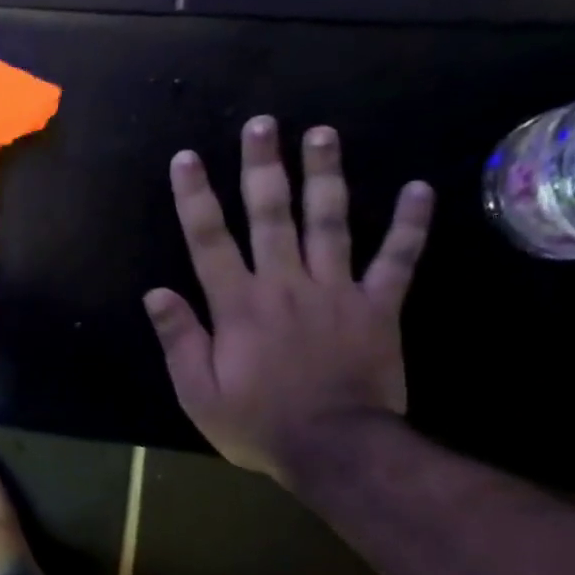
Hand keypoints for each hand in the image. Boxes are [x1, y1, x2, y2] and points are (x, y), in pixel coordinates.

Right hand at [144, 116, 433, 486]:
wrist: (336, 450)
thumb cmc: (258, 423)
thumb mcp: (198, 392)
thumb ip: (179, 339)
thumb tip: (155, 293)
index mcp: (238, 304)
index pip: (209, 240)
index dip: (195, 197)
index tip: (187, 158)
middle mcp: (285, 284)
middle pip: (271, 215)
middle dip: (263, 166)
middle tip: (262, 124)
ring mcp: (336, 291)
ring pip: (330, 222)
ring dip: (325, 175)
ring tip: (322, 133)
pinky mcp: (378, 307)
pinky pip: (397, 260)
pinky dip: (409, 225)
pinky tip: (419, 188)